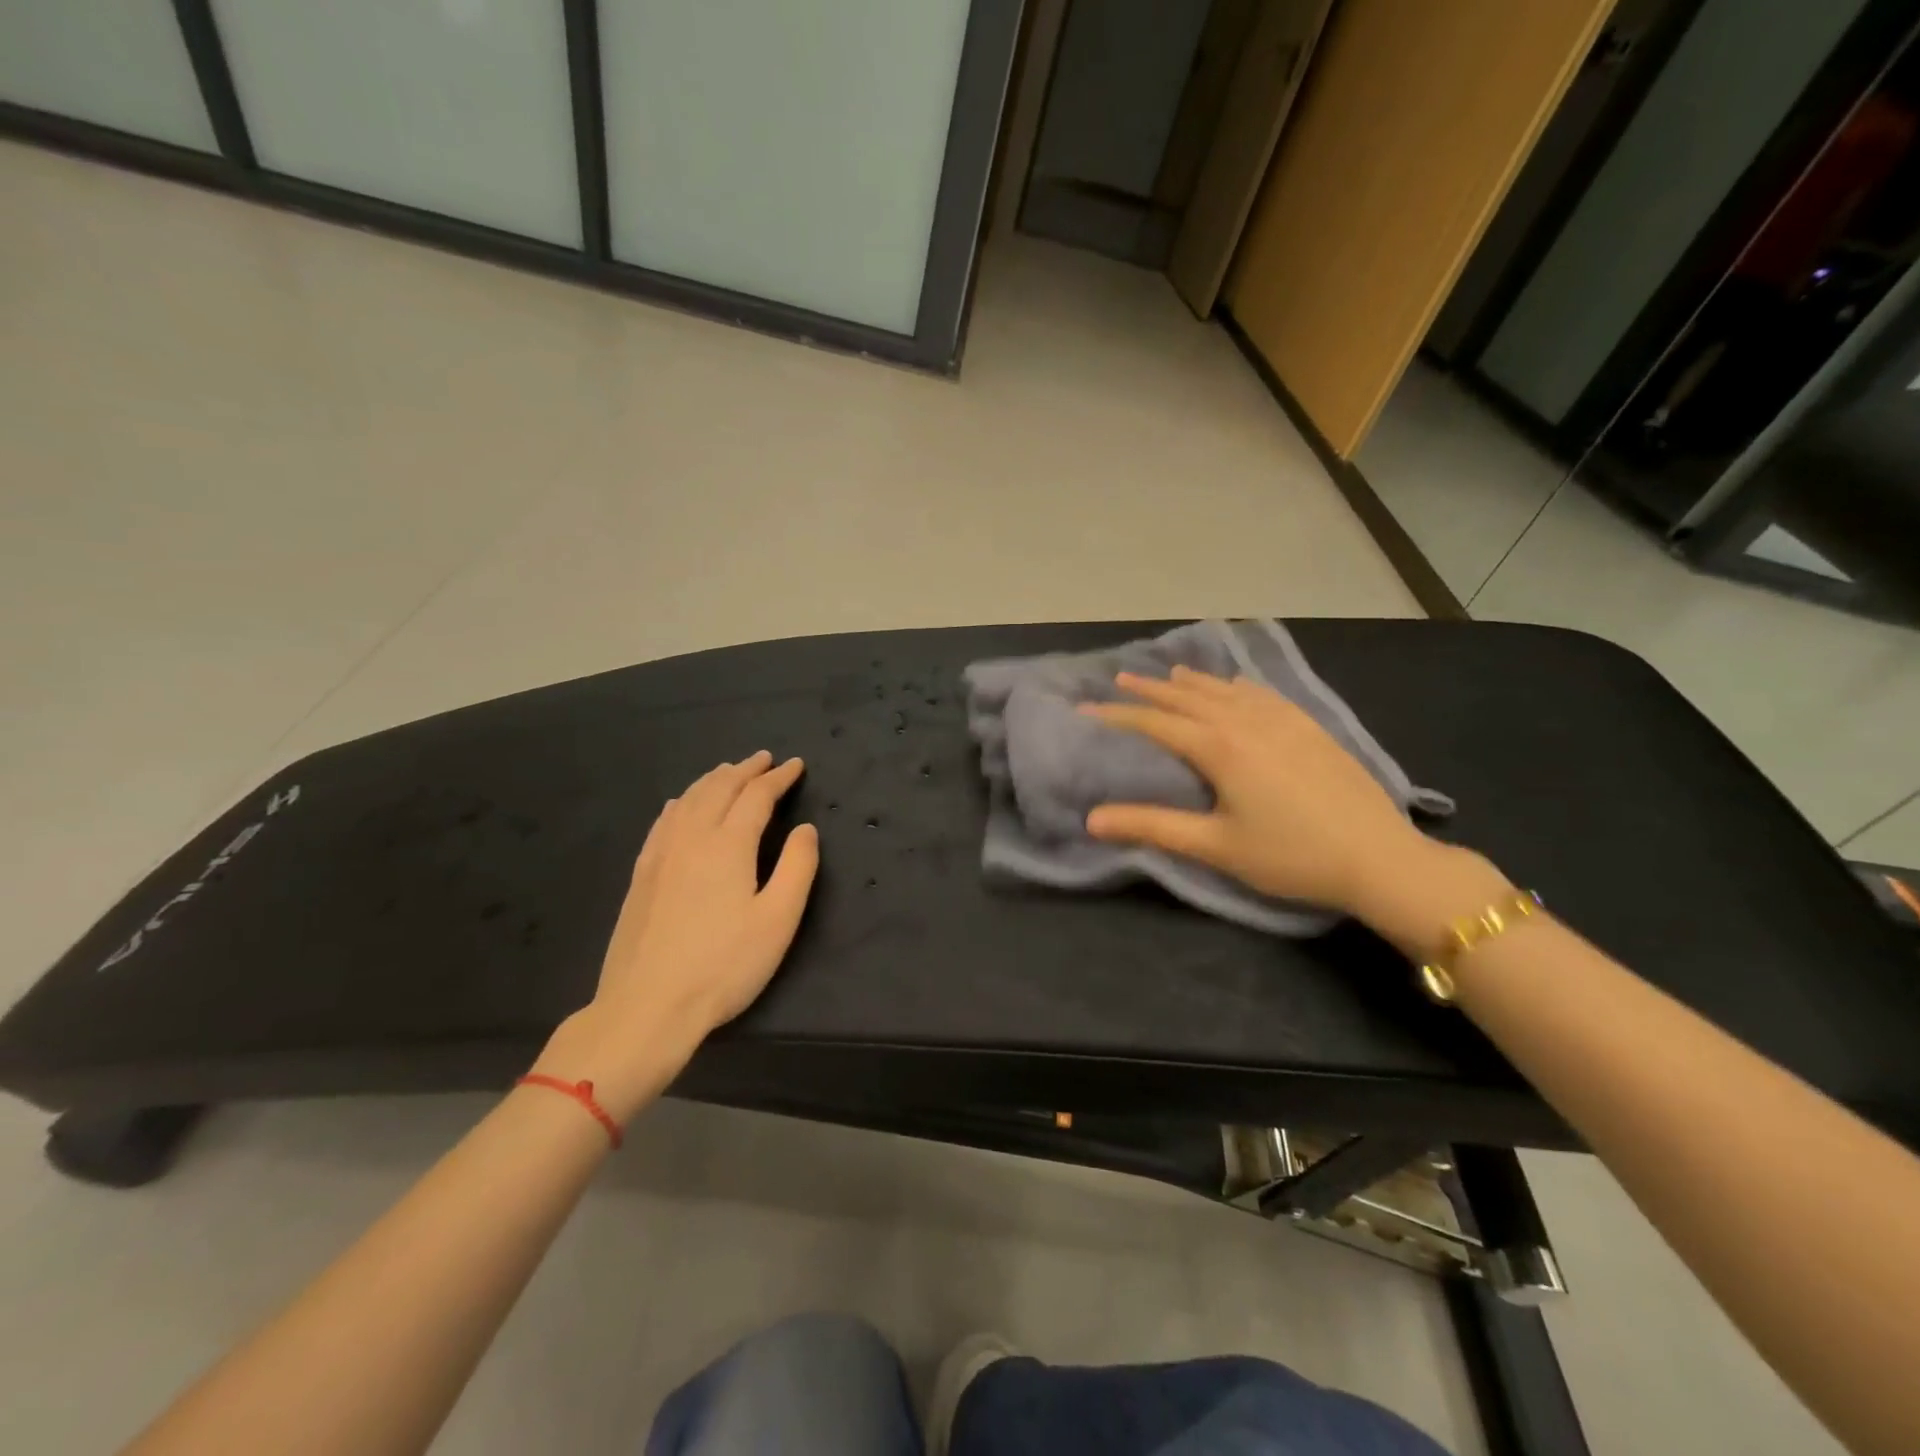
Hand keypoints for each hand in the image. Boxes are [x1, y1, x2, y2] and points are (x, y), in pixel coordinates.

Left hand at [533, 752, 818, 1121]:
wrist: (646, 1006)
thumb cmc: (723, 966)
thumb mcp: (777, 920)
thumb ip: (797, 867)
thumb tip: (805, 829)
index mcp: (728, 845)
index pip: (757, 796)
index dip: (778, 778)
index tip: (796, 766)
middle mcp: (691, 838)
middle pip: (719, 788)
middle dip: (745, 769)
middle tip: (765, 759)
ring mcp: (660, 855)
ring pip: (688, 799)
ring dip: (713, 779)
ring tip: (729, 771)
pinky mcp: (641, 874)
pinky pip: (663, 820)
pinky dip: (681, 801)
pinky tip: (680, 804)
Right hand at [1080, 668, 1446, 916]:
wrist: (1380, 857)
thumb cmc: (1291, 855)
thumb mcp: (1215, 846)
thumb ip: (1153, 826)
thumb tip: (1092, 819)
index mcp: (1219, 747)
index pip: (1155, 722)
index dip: (1117, 714)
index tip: (1086, 707)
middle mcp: (1246, 721)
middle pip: (1188, 696)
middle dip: (1151, 688)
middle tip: (1119, 678)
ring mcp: (1282, 719)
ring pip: (1225, 690)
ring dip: (1192, 681)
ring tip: (1168, 673)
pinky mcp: (1309, 726)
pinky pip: (1262, 693)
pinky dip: (1236, 686)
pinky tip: (1235, 685)